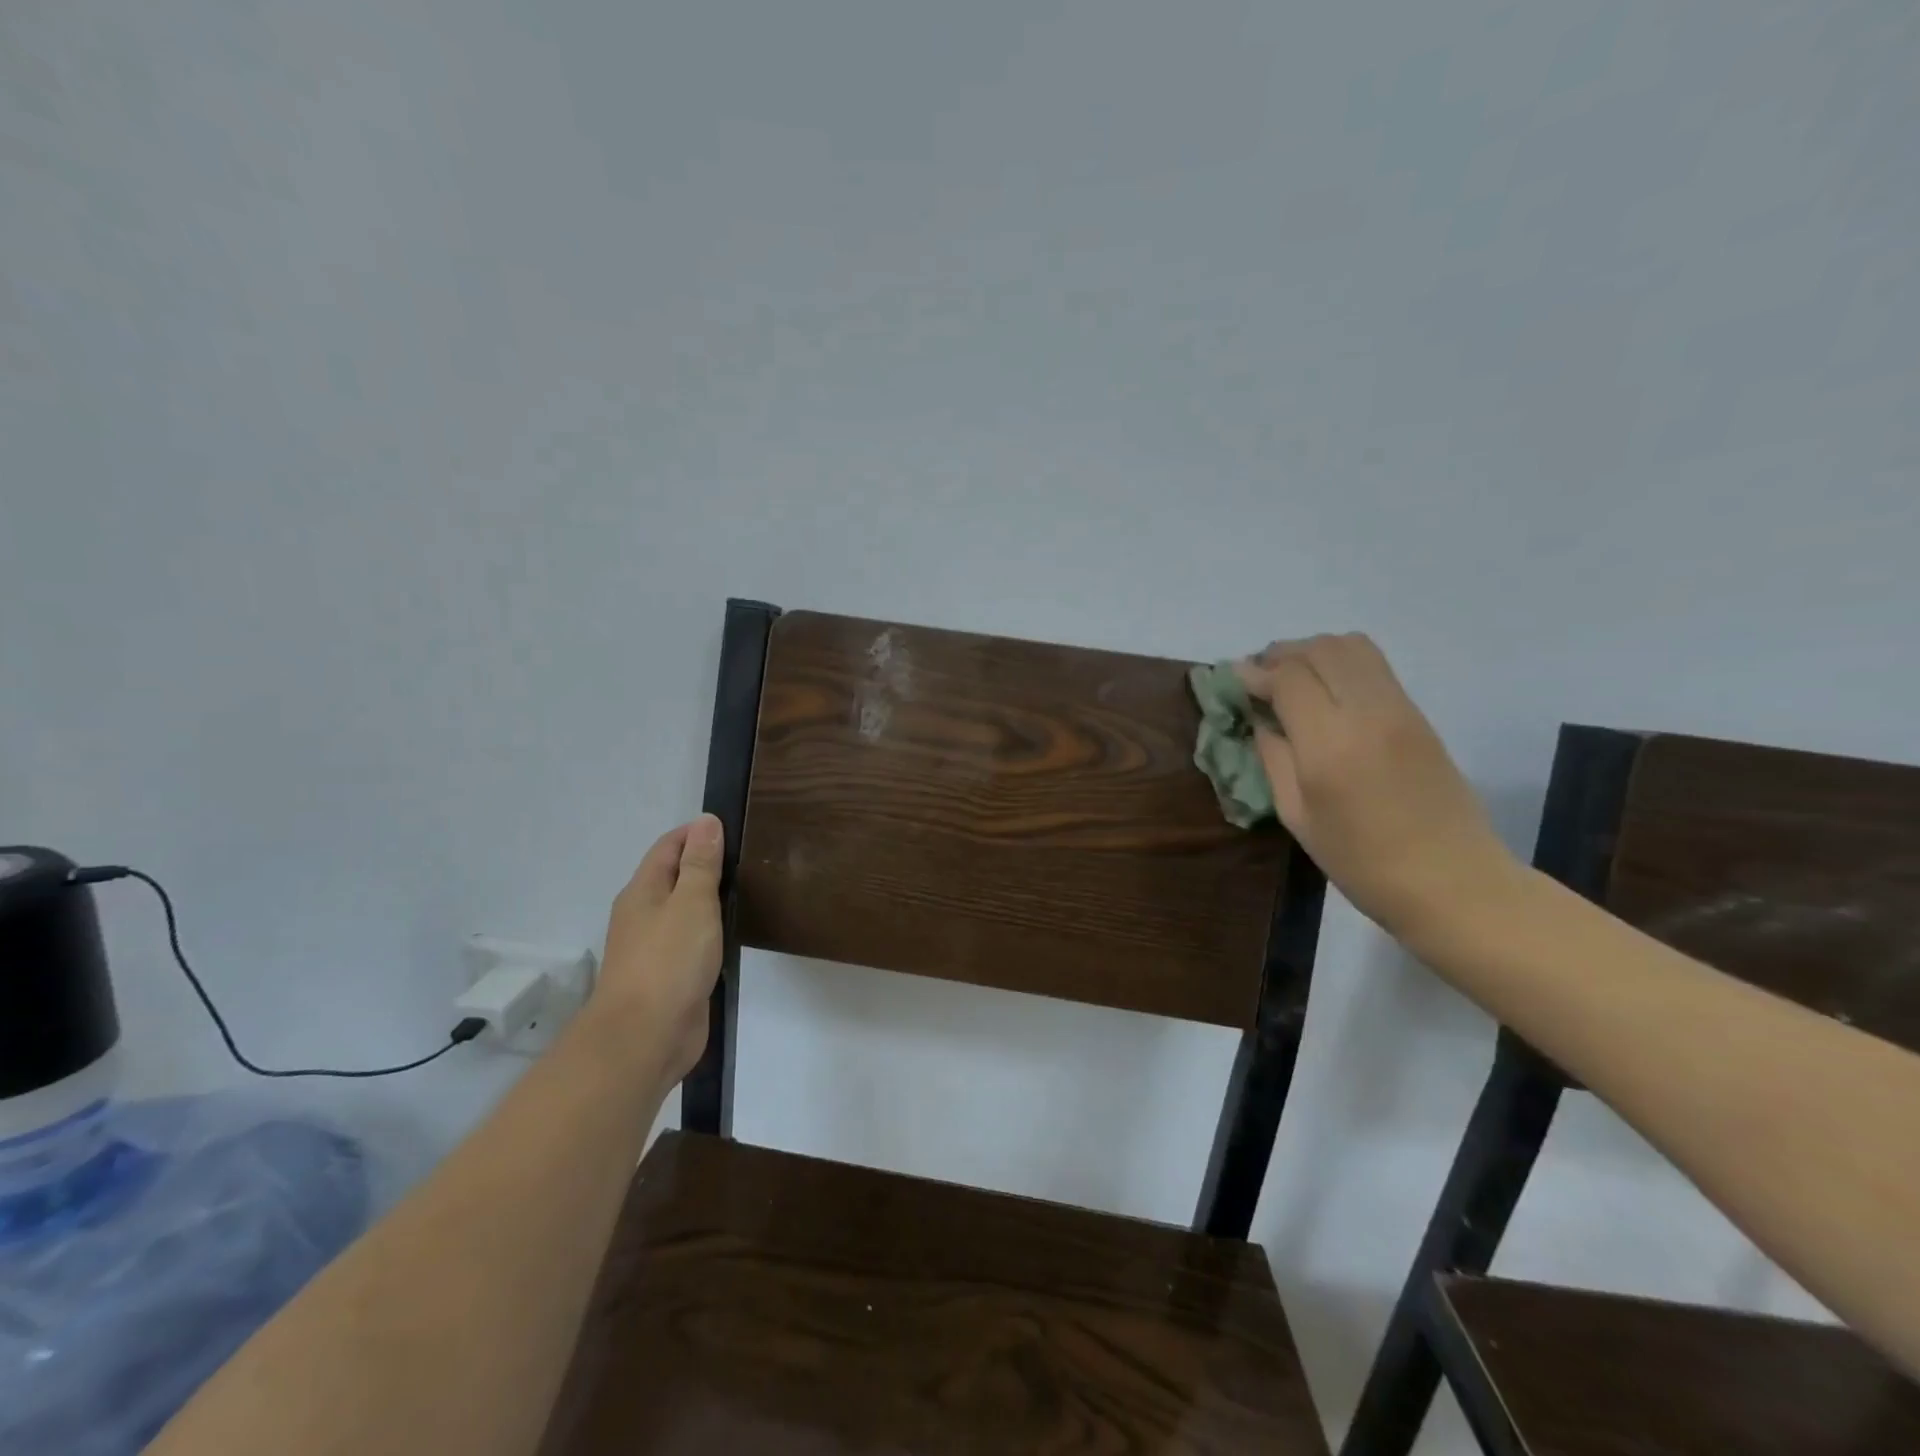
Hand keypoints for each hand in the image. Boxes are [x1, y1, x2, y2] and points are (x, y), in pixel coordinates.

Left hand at [596, 815, 725, 1087]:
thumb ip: (701, 863)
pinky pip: (690, 942)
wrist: (644, 1038)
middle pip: (673, 877)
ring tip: (747, 893)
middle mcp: (643, 915)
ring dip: (708, 900)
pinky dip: (709, 932)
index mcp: (642, 891)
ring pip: (683, 912)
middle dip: (705, 865)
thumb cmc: (669, 961)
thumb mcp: (692, 902)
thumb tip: (706, 821)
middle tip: (749, 861)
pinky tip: (731, 935)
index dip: (697, 833)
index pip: (668, 847)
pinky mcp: (668, 978)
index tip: (734, 830)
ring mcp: (654, 949)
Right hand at [1237, 634, 1519, 939]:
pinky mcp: (1419, 714)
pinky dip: (1341, 663)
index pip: (1288, 678)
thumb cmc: (1361, 862)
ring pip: (1352, 646)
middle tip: (1259, 675)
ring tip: (1292, 676)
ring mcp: (1400, 709)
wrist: (1452, 881)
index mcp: (1330, 745)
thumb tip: (1261, 721)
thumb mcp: (1297, 817)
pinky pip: (1374, 666)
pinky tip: (1325, 690)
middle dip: (1283, 654)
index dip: (1256, 672)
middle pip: (1321, 649)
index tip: (1235, 679)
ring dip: (1314, 651)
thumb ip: (1274, 759)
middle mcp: (1368, 713)